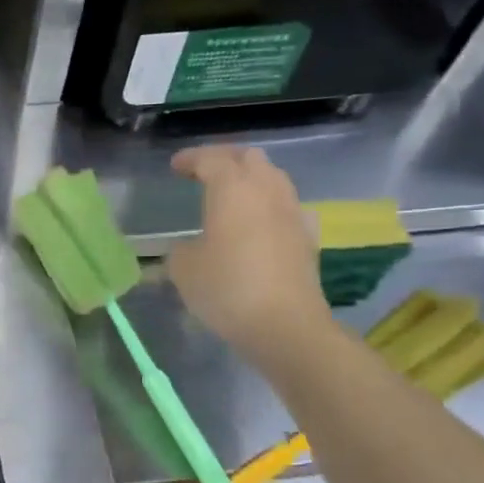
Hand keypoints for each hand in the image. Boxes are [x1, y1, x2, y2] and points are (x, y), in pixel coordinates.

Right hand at [167, 145, 333, 363]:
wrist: (285, 324)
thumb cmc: (227, 288)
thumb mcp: (183, 269)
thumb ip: (180, 249)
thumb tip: (188, 246)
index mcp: (232, 189)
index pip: (211, 159)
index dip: (191, 159)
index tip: (176, 167)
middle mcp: (266, 191)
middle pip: (249, 158)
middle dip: (225, 160)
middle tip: (204, 174)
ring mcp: (292, 212)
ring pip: (273, 178)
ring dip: (251, 179)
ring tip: (232, 195)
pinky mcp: (307, 237)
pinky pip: (288, 206)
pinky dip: (271, 204)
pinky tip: (263, 221)